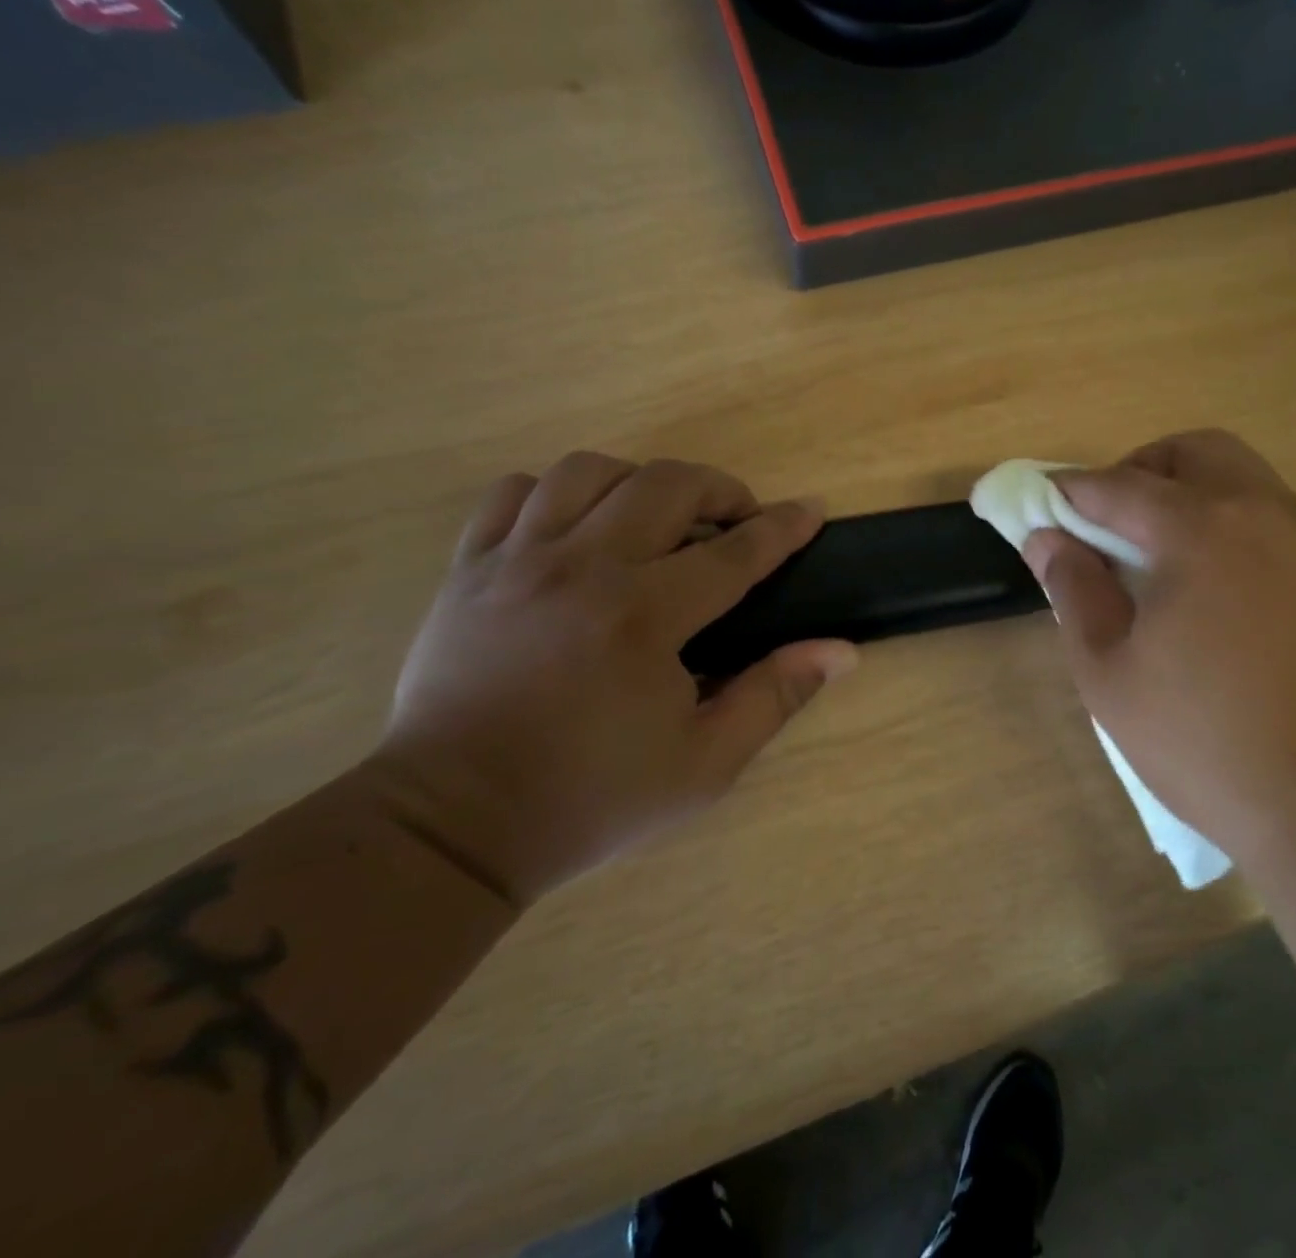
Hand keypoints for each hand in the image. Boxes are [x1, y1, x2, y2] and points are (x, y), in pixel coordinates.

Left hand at [372, 453, 856, 905]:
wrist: (454, 825)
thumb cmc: (590, 797)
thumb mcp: (704, 764)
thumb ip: (775, 696)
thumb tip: (841, 651)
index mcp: (643, 617)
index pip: (735, 552)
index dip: (782, 527)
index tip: (811, 510)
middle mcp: (581, 569)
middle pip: (664, 483)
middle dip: (719, 489)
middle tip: (738, 520)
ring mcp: (517, 561)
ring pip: (588, 471)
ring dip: (639, 482)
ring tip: (658, 519)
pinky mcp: (469, 569)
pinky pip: (513, 493)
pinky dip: (556, 494)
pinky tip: (577, 529)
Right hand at [1022, 430, 1295, 861]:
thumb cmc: (1209, 746)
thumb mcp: (1111, 676)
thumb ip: (1074, 592)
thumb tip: (1047, 539)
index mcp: (1203, 533)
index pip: (1120, 486)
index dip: (1072, 491)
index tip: (1045, 504)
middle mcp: (1271, 516)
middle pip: (1198, 452)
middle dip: (1144, 471)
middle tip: (1116, 524)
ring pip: (1251, 484)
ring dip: (1199, 500)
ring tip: (1176, 567)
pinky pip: (1290, 530)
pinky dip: (1247, 537)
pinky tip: (1239, 606)